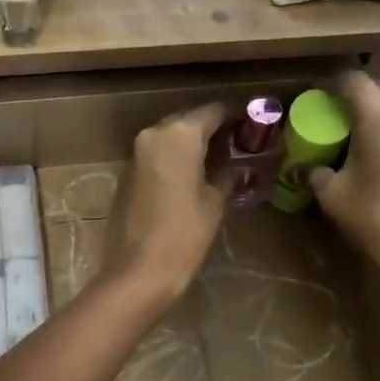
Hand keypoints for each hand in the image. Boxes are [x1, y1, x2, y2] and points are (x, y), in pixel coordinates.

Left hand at [111, 102, 230, 306]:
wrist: (139, 269)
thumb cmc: (185, 233)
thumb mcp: (215, 202)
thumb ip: (227, 175)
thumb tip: (236, 166)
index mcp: (180, 134)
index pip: (213, 111)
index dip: (235, 116)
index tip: (252, 125)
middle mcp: (154, 133)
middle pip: (189, 121)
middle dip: (212, 129)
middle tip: (237, 143)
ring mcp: (136, 153)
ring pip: (170, 137)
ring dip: (192, 145)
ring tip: (218, 159)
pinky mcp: (127, 173)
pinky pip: (157, 155)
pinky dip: (175, 159)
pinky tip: (192, 175)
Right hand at [308, 73, 379, 302]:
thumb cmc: (374, 219)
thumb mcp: (332, 195)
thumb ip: (314, 173)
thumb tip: (300, 168)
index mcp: (378, 117)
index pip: (354, 80)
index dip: (332, 81)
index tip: (317, 92)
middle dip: (359, 93)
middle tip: (339, 112)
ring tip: (373, 124)